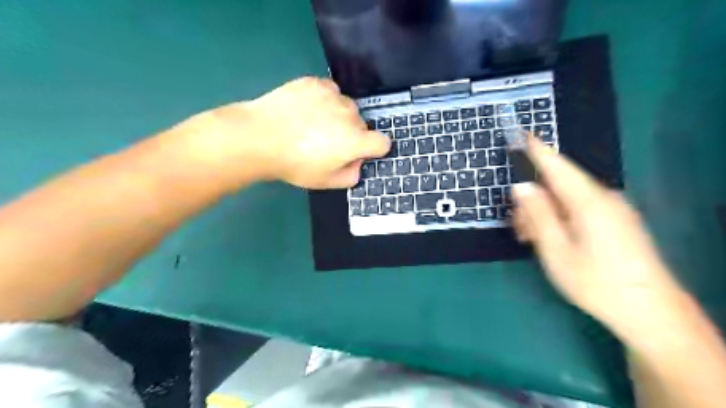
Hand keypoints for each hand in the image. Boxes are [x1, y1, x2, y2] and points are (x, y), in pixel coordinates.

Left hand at [189, 77, 388, 188]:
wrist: (260, 137)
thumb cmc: (295, 164)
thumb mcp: (326, 182)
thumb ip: (350, 176)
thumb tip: (357, 164)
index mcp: (356, 141)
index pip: (383, 142)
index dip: (374, 150)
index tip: (358, 153)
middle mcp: (350, 115)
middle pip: (362, 125)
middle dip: (351, 134)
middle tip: (326, 143)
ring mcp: (333, 95)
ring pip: (346, 107)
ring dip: (338, 116)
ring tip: (313, 124)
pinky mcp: (316, 82)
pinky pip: (330, 92)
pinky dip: (324, 100)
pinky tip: (306, 109)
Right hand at [513, 141, 683, 340]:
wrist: (650, 311)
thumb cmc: (596, 282)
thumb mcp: (555, 250)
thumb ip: (538, 215)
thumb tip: (521, 187)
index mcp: (587, 202)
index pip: (557, 166)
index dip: (538, 149)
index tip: (522, 134)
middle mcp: (603, 198)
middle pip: (558, 186)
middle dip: (533, 200)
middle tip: (518, 228)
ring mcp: (612, 210)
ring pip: (567, 199)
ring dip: (544, 213)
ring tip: (531, 239)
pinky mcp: (616, 221)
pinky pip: (580, 209)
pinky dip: (559, 218)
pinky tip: (551, 238)